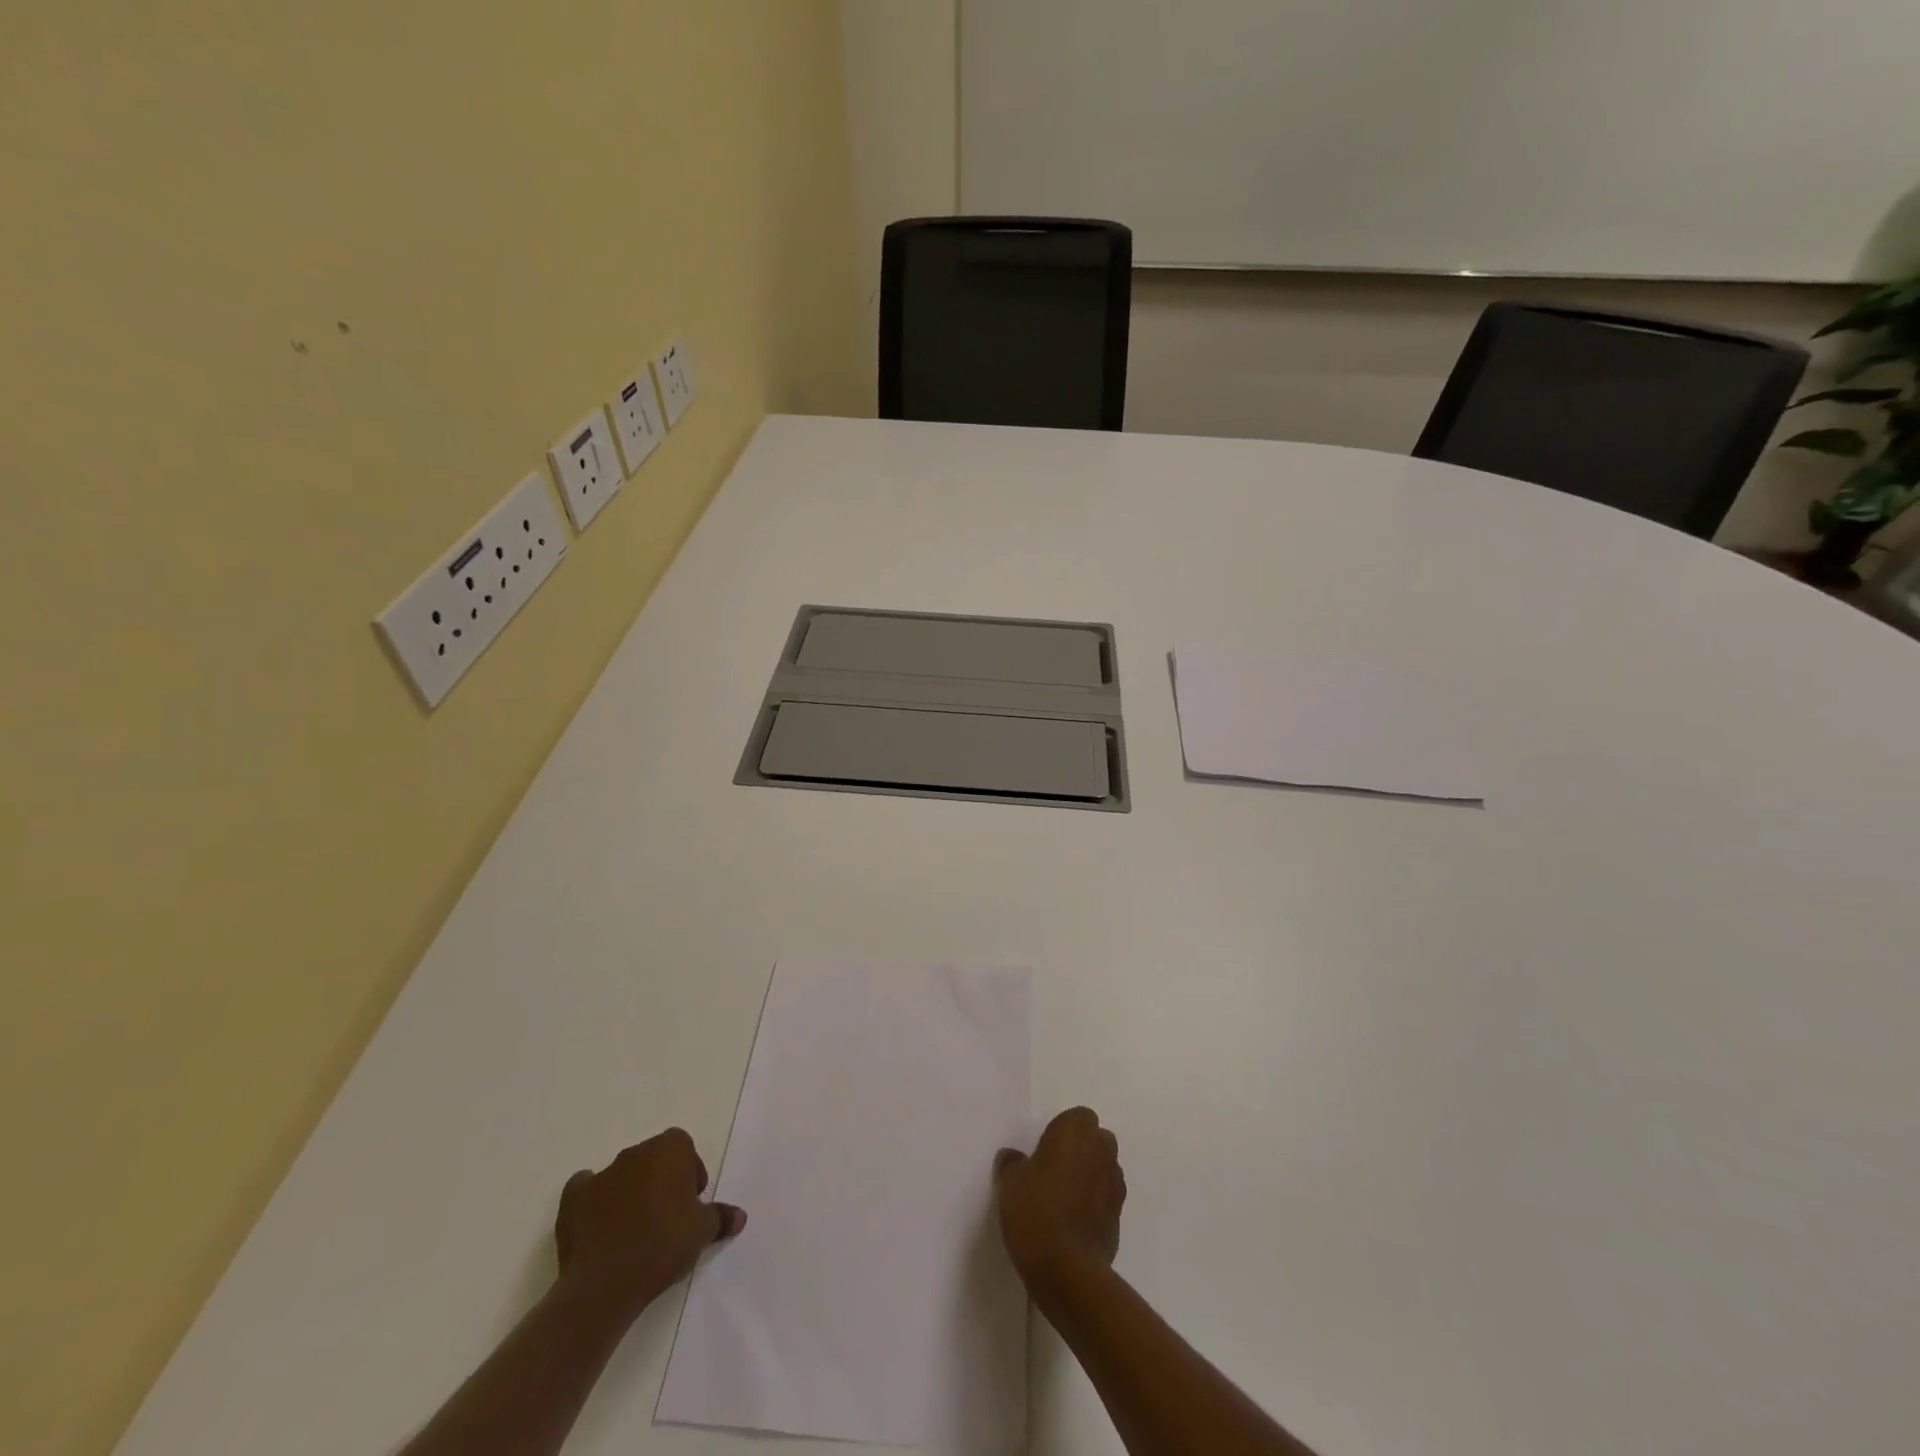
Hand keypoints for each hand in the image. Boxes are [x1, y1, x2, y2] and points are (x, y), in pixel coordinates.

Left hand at [554, 1128, 744, 1321]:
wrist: (605, 1283)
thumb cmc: (663, 1245)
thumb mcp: (702, 1232)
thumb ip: (721, 1217)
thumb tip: (739, 1216)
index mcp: (669, 1149)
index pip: (683, 1146)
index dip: (689, 1171)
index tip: (690, 1202)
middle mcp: (635, 1153)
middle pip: (653, 1158)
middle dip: (660, 1180)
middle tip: (667, 1216)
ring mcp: (601, 1174)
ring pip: (622, 1174)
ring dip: (630, 1191)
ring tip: (635, 1229)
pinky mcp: (572, 1199)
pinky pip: (587, 1190)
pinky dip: (594, 1202)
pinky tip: (600, 1227)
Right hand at [994, 1107, 1125, 1288]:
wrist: (1066, 1269)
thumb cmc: (1035, 1211)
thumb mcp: (1010, 1182)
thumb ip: (1013, 1164)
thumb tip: (1013, 1157)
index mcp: (1075, 1132)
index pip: (1078, 1116)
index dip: (1063, 1130)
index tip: (1045, 1148)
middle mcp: (1100, 1152)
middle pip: (1098, 1139)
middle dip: (1083, 1149)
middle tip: (1056, 1169)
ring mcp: (1114, 1185)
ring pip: (1105, 1168)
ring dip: (1091, 1176)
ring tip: (1066, 1197)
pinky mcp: (1119, 1217)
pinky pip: (1107, 1199)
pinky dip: (1096, 1203)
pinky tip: (1075, 1222)